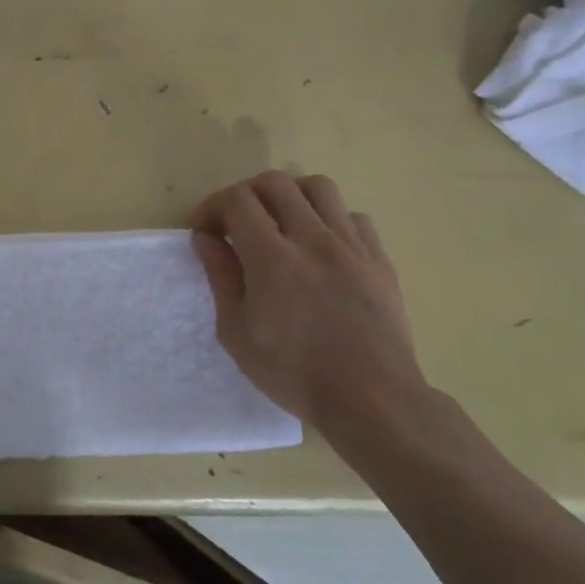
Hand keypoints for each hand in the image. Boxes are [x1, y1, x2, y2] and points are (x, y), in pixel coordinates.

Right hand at [190, 170, 426, 437]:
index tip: (204, 230)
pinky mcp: (380, 260)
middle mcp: (313, 239)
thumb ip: (221, 276)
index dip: (212, 206)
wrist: (373, 401)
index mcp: (272, 257)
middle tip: (236, 222)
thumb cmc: (294, 372)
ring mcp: (351, 246)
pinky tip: (322, 247)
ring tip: (280, 222)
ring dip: (290, 196)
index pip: (237, 200)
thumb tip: (206, 238)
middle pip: (275, 182)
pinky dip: (330, 220)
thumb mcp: (237, 332)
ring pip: (318, 187)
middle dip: (245, 193)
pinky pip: (353, 217)